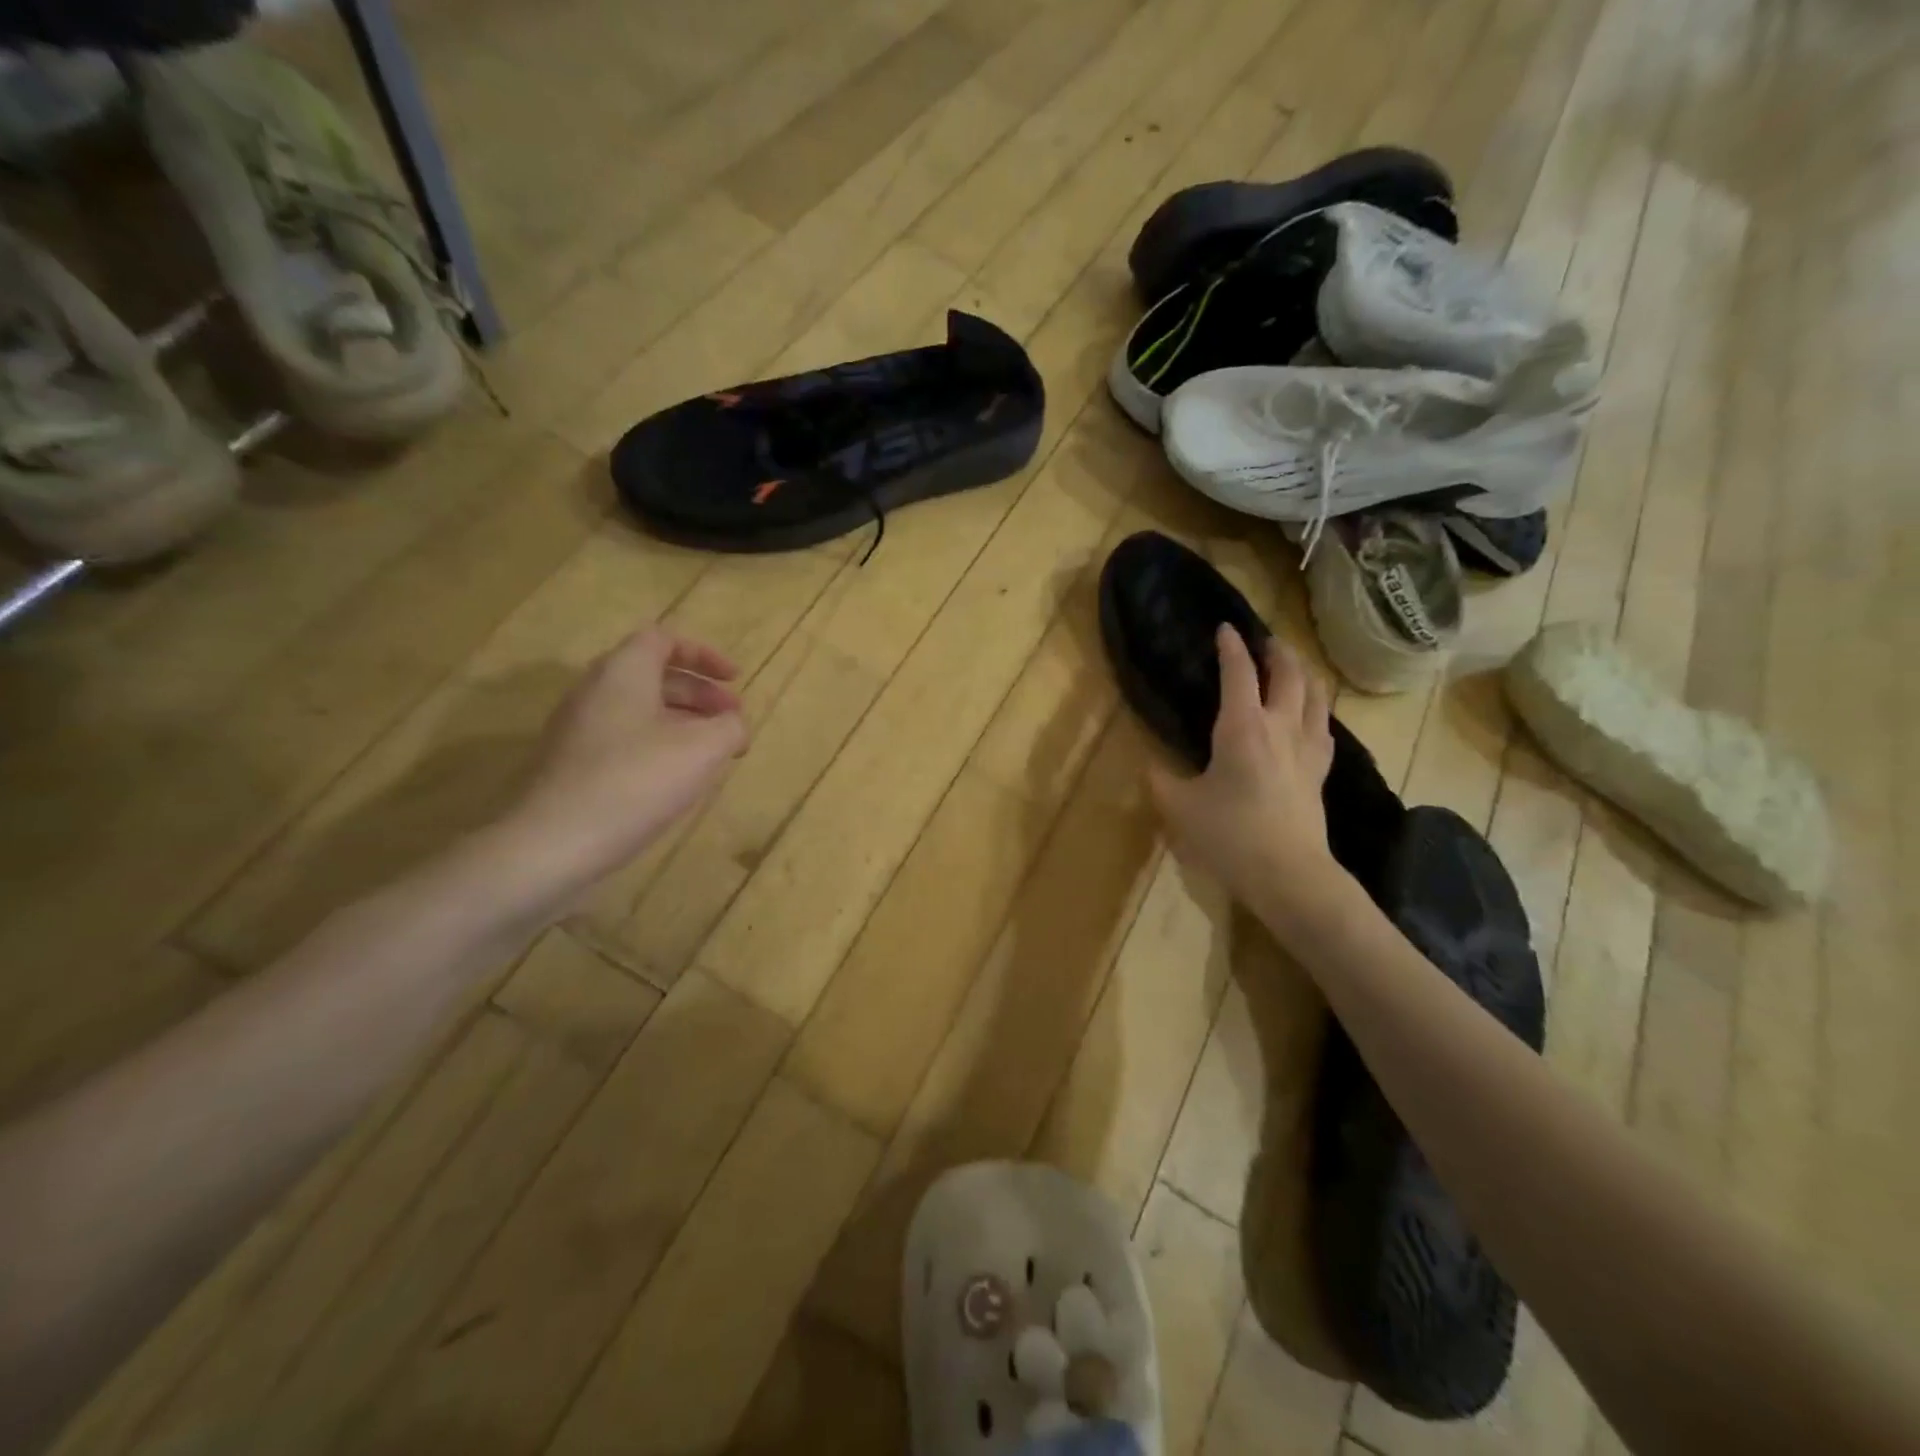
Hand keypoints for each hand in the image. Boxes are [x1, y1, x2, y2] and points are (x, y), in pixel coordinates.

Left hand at [505, 627, 747, 889]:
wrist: (553, 843)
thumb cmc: (636, 781)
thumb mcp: (703, 749)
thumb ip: (729, 727)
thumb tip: (734, 725)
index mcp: (623, 672)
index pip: (664, 639)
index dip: (704, 655)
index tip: (735, 680)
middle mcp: (594, 690)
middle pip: (654, 675)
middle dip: (700, 693)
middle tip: (732, 721)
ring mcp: (578, 728)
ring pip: (639, 709)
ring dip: (682, 722)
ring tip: (712, 753)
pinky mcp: (571, 764)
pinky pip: (623, 738)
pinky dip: (658, 745)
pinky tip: (677, 779)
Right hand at [1147, 626, 1339, 914]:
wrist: (1288, 873)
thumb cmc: (1229, 835)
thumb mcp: (1179, 807)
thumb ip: (1159, 779)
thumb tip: (1147, 764)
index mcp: (1241, 727)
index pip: (1238, 673)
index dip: (1231, 647)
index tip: (1225, 629)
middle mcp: (1279, 726)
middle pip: (1288, 674)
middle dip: (1277, 651)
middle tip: (1265, 641)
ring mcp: (1307, 747)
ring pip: (1315, 694)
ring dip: (1303, 673)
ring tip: (1292, 667)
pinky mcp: (1320, 770)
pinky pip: (1323, 725)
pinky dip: (1316, 707)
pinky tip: (1311, 714)